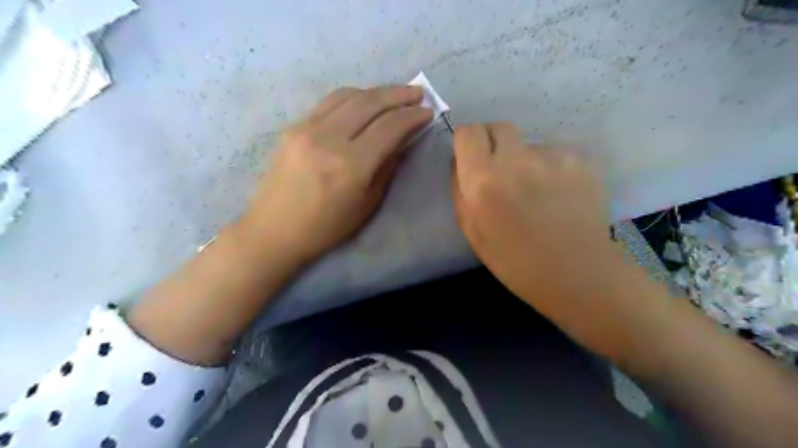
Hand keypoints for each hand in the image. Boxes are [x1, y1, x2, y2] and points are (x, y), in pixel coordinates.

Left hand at [239, 84, 433, 261]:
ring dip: (376, 91)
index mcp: (351, 166)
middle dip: (399, 95)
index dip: (412, 116)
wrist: (274, 230)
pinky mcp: (294, 126)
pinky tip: (365, 101)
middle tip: (418, 93)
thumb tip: (402, 140)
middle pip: (371, 103)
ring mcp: (307, 128)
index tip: (427, 112)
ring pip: (349, 96)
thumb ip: (387, 167)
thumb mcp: (367, 204)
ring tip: (395, 94)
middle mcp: (329, 139)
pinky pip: (329, 102)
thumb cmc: (326, 227)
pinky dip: (353, 96)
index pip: (389, 128)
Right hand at [452, 122, 618, 314]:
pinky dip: (550, 167)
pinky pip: (554, 153)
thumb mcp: (472, 231)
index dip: (467, 142)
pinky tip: (558, 195)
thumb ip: (460, 190)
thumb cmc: (516, 262)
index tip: (471, 158)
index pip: (469, 132)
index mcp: (484, 180)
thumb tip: (461, 162)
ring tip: (535, 191)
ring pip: (528, 144)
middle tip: (500, 173)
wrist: (578, 274)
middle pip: (498, 127)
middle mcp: (517, 160)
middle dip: (493, 144)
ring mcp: (553, 157)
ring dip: (524, 159)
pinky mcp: (580, 160)